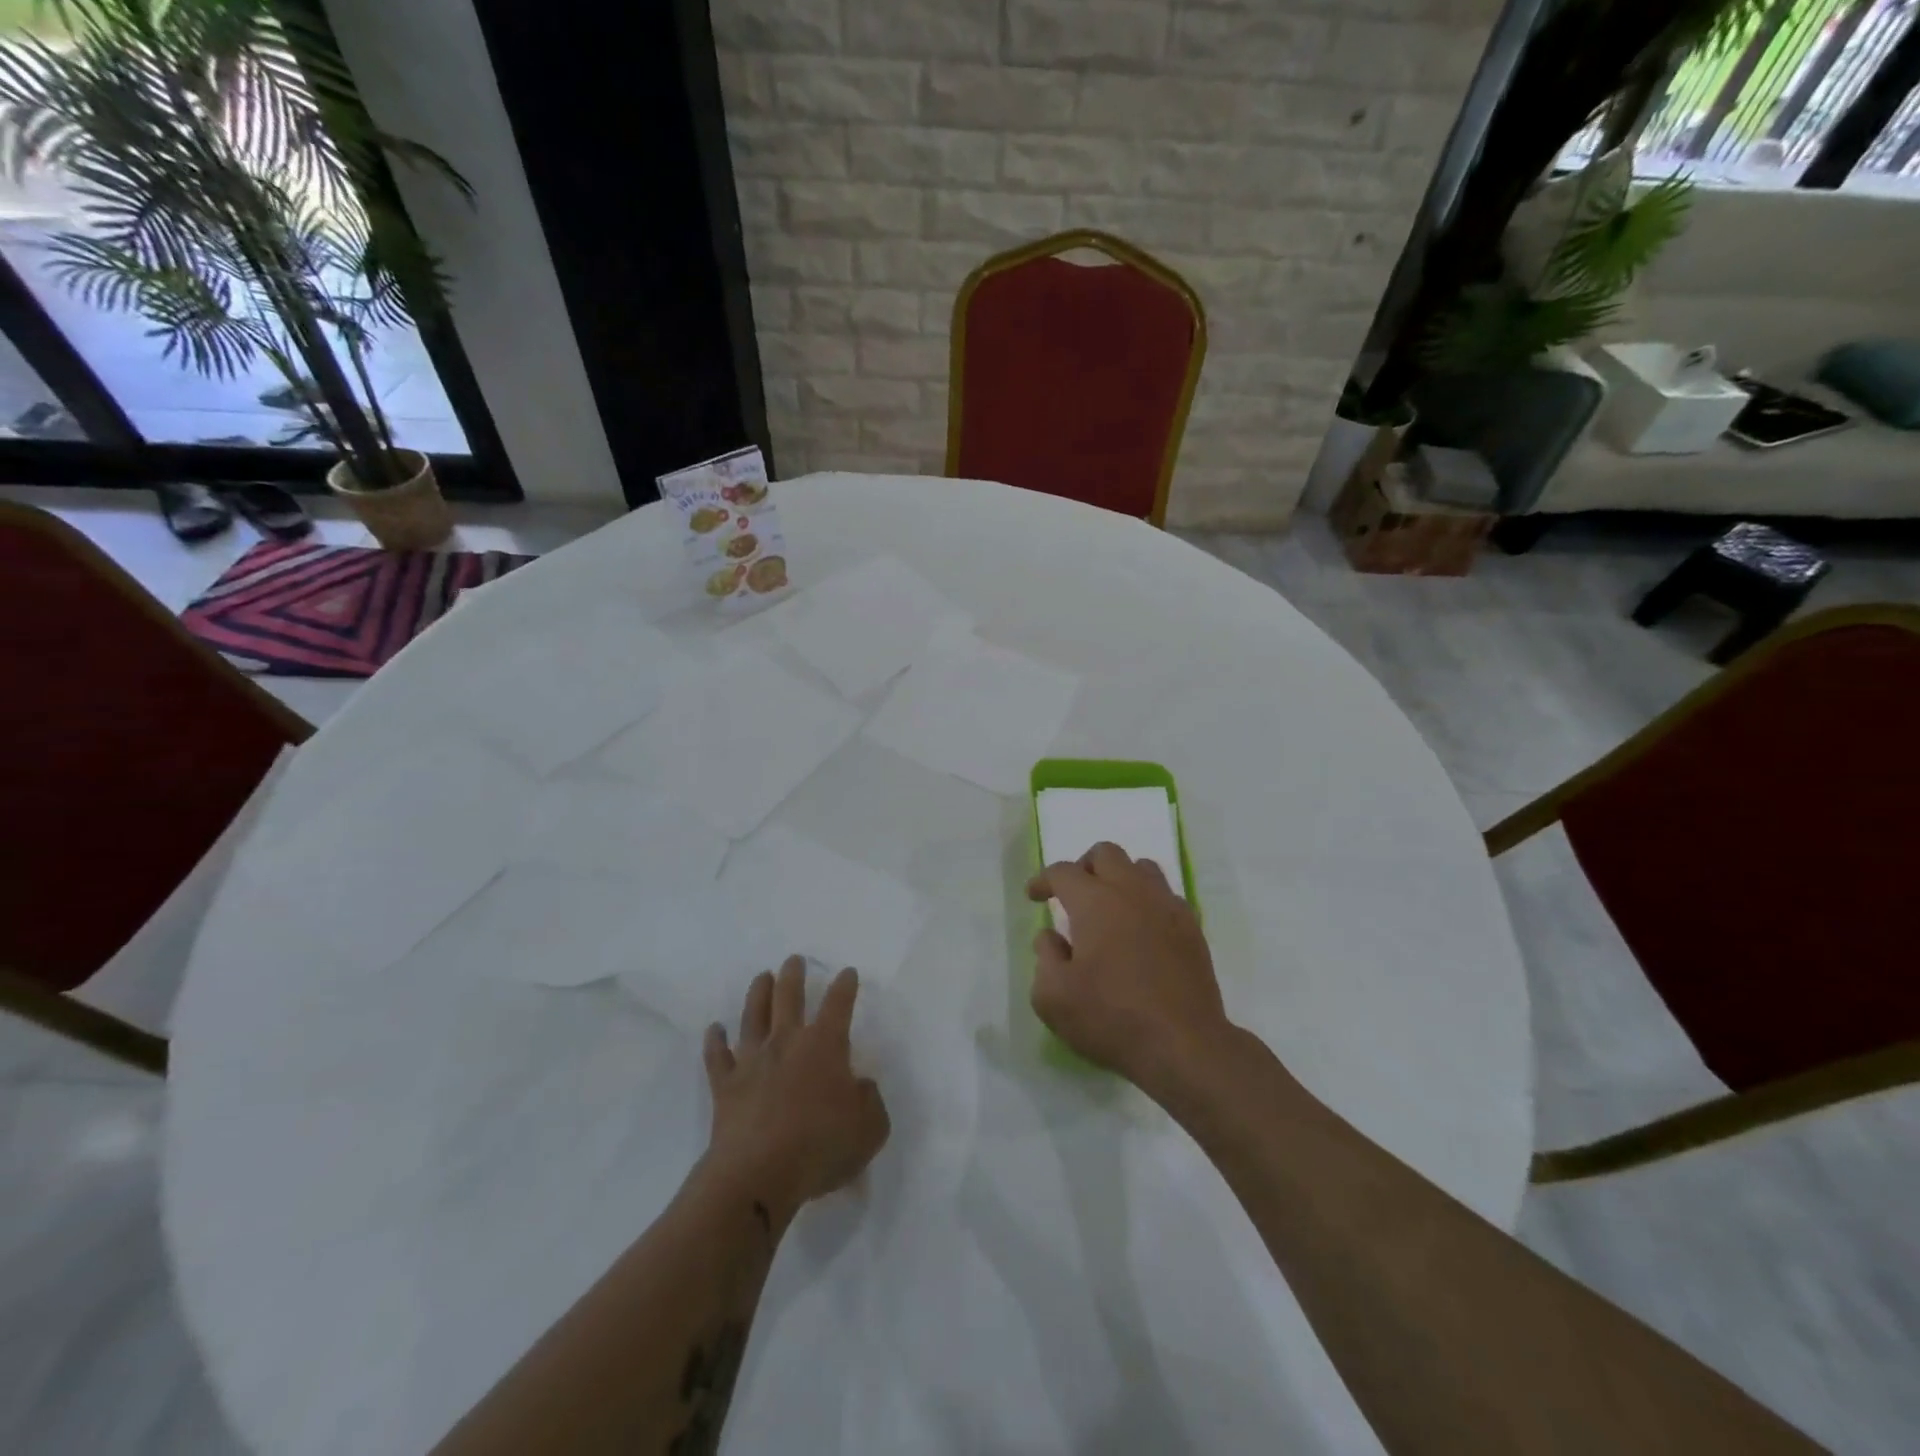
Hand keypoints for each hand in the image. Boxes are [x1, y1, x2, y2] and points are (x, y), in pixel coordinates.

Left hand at [701, 956, 890, 1221]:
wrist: (758, 1174)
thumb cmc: (821, 1146)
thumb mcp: (870, 1128)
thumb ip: (870, 1101)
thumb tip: (860, 1085)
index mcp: (825, 1045)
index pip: (838, 1004)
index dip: (844, 986)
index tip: (847, 973)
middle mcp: (787, 1042)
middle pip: (789, 997)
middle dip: (794, 975)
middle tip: (794, 960)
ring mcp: (752, 1061)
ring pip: (753, 1016)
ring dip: (758, 993)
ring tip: (762, 976)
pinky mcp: (725, 1085)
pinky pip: (717, 1056)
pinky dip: (715, 1040)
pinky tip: (714, 1029)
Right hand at [1027, 843, 1231, 1095]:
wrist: (1184, 1045)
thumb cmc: (1111, 1018)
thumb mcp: (1053, 997)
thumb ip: (1045, 957)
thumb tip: (1051, 936)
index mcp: (1095, 902)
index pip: (1063, 872)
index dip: (1043, 880)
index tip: (1034, 896)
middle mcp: (1132, 892)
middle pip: (1106, 854)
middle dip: (1083, 866)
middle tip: (1073, 895)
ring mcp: (1167, 907)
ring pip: (1142, 868)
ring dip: (1120, 878)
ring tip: (1109, 908)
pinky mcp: (1192, 928)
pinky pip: (1167, 896)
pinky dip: (1148, 902)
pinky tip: (1142, 930)